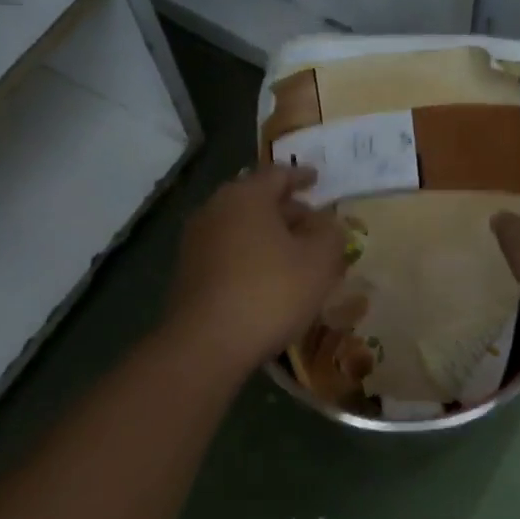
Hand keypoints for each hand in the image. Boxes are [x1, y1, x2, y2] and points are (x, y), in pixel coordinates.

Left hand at [166, 166, 349, 375]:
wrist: (207, 343)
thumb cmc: (271, 292)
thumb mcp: (319, 262)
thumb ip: (330, 234)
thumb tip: (328, 222)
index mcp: (246, 196)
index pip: (278, 174)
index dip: (302, 176)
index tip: (317, 179)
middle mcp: (216, 210)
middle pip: (257, 200)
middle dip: (288, 211)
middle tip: (314, 225)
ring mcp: (197, 241)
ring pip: (242, 228)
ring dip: (270, 237)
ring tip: (297, 255)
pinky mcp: (189, 272)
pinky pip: (229, 252)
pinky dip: (252, 256)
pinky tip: (270, 279)